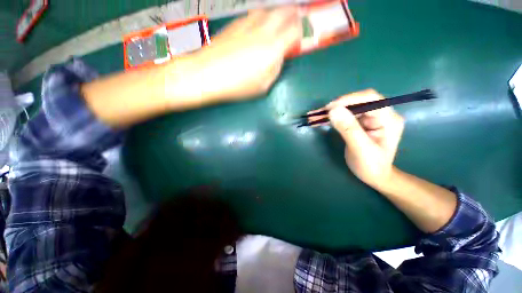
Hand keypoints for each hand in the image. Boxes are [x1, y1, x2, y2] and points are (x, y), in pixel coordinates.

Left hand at [188, 7, 301, 101]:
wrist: (207, 74)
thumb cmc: (238, 85)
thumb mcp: (264, 85)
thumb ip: (275, 69)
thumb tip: (279, 57)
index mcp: (273, 48)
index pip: (295, 31)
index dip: (301, 32)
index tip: (302, 36)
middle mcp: (263, 30)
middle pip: (284, 12)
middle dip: (293, 15)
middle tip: (295, 21)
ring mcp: (248, 24)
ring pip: (269, 10)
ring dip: (277, 15)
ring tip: (278, 23)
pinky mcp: (236, 24)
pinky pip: (254, 15)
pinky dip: (262, 18)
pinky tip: (259, 26)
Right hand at [310, 89, 404, 188]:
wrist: (374, 176)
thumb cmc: (371, 166)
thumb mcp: (360, 149)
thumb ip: (349, 129)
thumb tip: (333, 110)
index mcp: (388, 119)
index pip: (371, 99)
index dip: (349, 100)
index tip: (329, 108)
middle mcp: (380, 115)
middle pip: (357, 102)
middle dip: (336, 107)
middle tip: (317, 114)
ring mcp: (369, 118)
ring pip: (348, 108)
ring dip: (330, 112)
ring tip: (314, 117)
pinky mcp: (359, 122)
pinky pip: (344, 116)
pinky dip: (330, 118)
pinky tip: (318, 120)